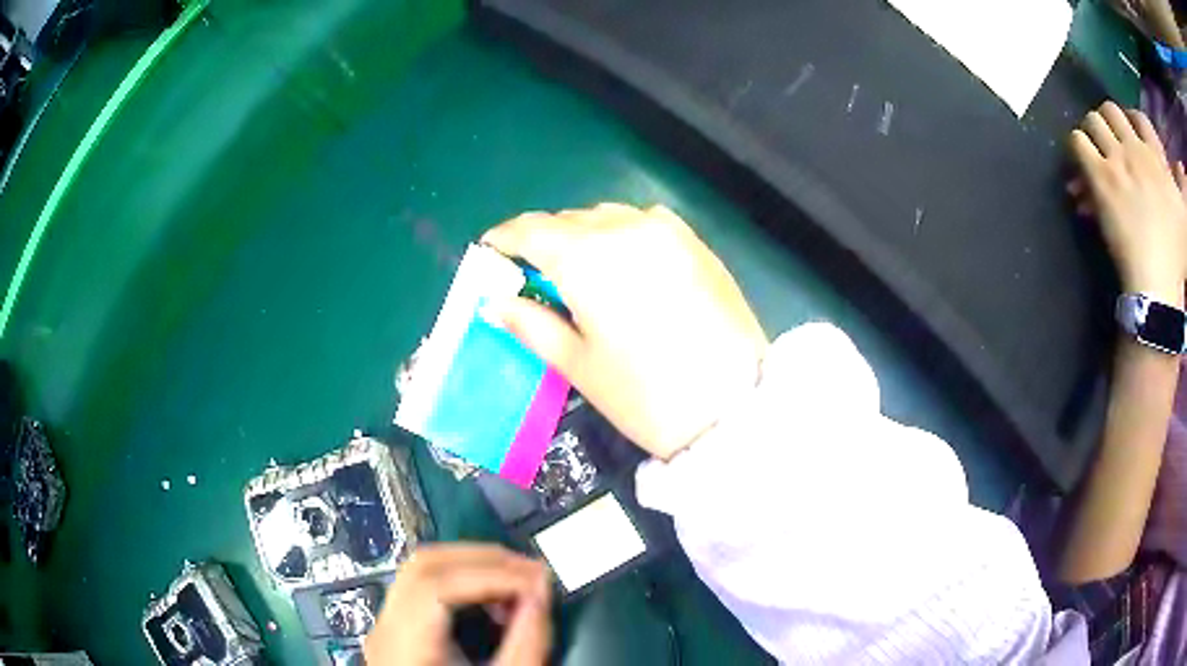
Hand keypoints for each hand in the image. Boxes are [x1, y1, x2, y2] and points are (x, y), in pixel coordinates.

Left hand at [364, 545, 551, 665]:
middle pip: (423, 565)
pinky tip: (489, 600)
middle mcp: (385, 627)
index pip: (437, 584)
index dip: (492, 574)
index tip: (539, 581)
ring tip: (516, 583)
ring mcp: (385, 627)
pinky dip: (460, 582)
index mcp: (405, 644)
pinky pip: (422, 588)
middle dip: (483, 559)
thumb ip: (526, 642)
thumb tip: (541, 595)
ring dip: (471, 566)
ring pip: (420, 570)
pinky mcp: (395, 631)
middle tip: (532, 572)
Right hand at [483, 203, 767, 459]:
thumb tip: (496, 303)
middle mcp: (625, 229)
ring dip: (584, 234)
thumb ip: (531, 324)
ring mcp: (667, 232)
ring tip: (581, 270)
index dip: (505, 238)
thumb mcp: (578, 364)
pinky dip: (624, 233)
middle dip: (544, 240)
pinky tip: (627, 263)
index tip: (492, 251)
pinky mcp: (696, 244)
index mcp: (587, 257)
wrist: (733, 408)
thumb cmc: (645, 395)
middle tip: (535, 274)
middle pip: (569, 220)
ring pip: (608, 216)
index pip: (531, 229)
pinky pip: (645, 222)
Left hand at [1069, 102, 1186, 303]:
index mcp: (1157, 157)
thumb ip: (1184, 189)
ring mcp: (1118, 160)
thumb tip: (1181, 170)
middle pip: (1112, 110)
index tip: (1130, 134)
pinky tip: (1082, 170)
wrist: (1158, 284)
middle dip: (1109, 122)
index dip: (1131, 120)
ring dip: (1092, 134)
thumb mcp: (1185, 217)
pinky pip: (1078, 142)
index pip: (1139, 117)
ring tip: (1096, 155)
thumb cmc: (1176, 256)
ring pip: (1093, 120)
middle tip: (1110, 144)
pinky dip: (1078, 148)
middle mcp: (1137, 149)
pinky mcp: (1100, 177)